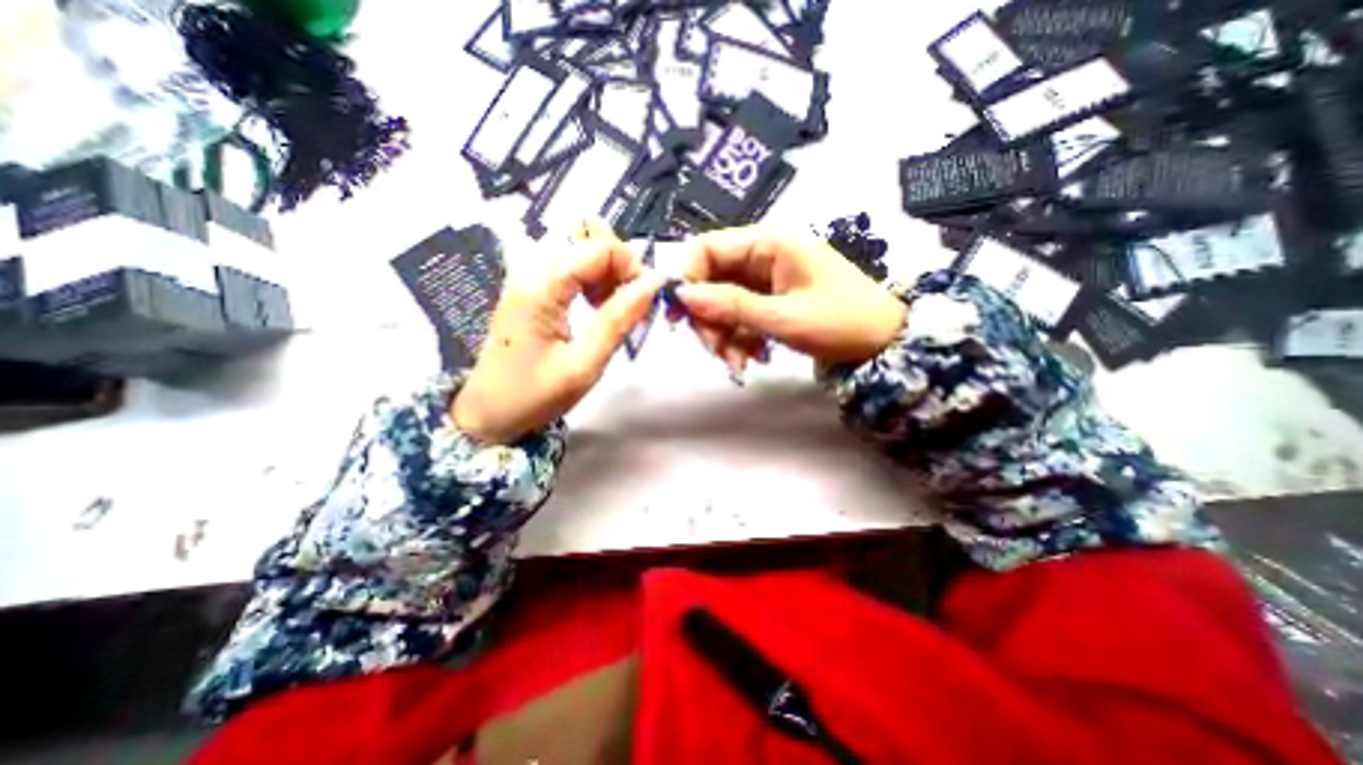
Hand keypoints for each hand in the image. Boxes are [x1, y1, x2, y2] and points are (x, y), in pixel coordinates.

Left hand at [450, 221, 667, 444]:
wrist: (487, 412)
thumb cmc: (535, 395)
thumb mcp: (584, 366)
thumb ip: (618, 321)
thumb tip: (652, 284)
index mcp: (542, 286)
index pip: (600, 247)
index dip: (631, 267)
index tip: (644, 302)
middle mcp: (532, 268)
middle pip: (590, 238)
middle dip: (620, 267)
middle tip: (629, 306)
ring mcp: (528, 274)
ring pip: (582, 249)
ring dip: (608, 273)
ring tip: (613, 309)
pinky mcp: (530, 285)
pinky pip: (571, 265)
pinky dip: (594, 279)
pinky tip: (596, 306)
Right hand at [677, 224, 907, 370]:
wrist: (884, 343)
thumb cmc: (841, 322)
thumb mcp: (784, 317)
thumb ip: (731, 306)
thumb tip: (682, 296)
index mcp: (768, 245)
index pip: (708, 248)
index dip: (688, 279)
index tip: (680, 316)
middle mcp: (762, 258)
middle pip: (712, 281)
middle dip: (708, 319)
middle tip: (716, 351)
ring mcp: (765, 282)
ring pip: (723, 304)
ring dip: (724, 336)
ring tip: (739, 365)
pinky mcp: (770, 303)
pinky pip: (740, 318)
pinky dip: (740, 340)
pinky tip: (754, 360)